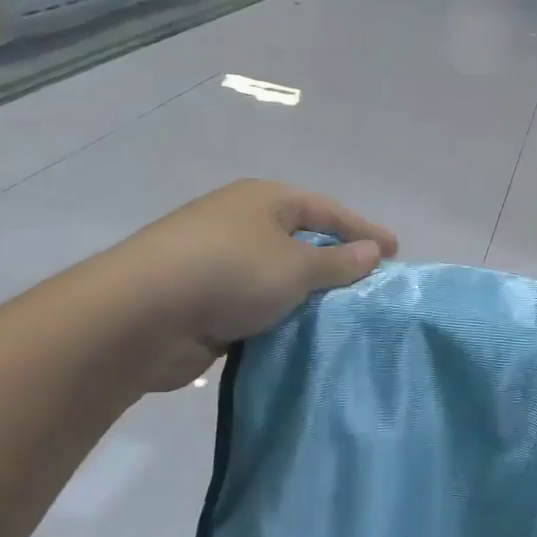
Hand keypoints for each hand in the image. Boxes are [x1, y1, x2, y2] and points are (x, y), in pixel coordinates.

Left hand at [114, 179, 396, 391]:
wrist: (142, 314)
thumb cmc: (230, 272)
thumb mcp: (295, 266)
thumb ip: (337, 261)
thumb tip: (371, 252)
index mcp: (264, 200)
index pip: (326, 209)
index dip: (363, 229)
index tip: (394, 251)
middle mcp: (241, 222)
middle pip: (301, 240)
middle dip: (335, 263)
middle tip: (369, 286)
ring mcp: (217, 260)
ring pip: (276, 276)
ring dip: (305, 295)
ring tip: (341, 316)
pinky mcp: (202, 298)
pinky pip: (254, 304)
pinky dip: (277, 317)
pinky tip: (299, 336)